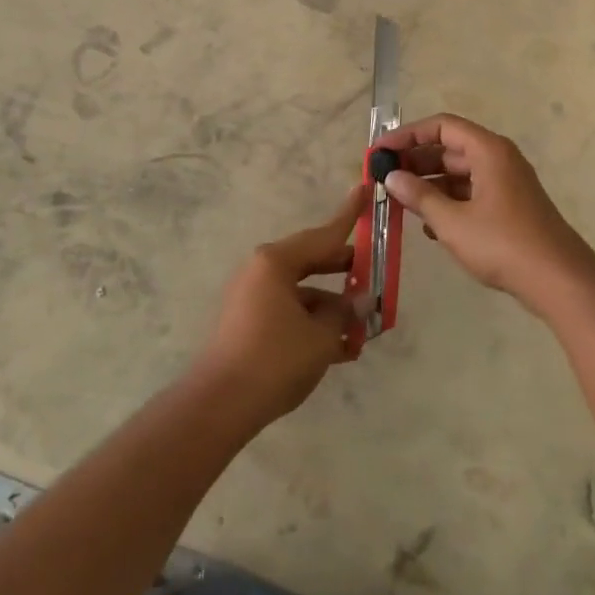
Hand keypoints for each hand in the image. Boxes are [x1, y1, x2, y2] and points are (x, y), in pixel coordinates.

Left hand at [192, 185, 368, 429]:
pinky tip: (340, 350)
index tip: (364, 189)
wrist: (220, 405)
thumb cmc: (275, 359)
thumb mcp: (321, 337)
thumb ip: (345, 313)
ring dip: (332, 308)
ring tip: (362, 331)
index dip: (348, 215)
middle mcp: (262, 271)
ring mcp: (252, 296)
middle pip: (312, 261)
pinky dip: (313, 324)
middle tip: (374, 274)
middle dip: (345, 272)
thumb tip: (359, 301)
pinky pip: (289, 312)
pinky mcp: (248, 322)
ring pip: (303, 292)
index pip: (323, 235)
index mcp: (276, 262)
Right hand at [376, 113, 594, 315]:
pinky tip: (429, 225)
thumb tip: (391, 177)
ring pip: (459, 172)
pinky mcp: (509, 207)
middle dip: (415, 161)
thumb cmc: (503, 244)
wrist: (559, 280)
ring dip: (430, 184)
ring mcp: (506, 183)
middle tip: (384, 178)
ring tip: (400, 202)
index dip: (407, 135)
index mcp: (488, 151)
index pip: (441, 126)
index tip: (380, 151)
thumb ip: (419, 196)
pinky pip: (471, 193)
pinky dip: (448, 202)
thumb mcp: (452, 222)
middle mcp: (498, 159)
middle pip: (449, 148)